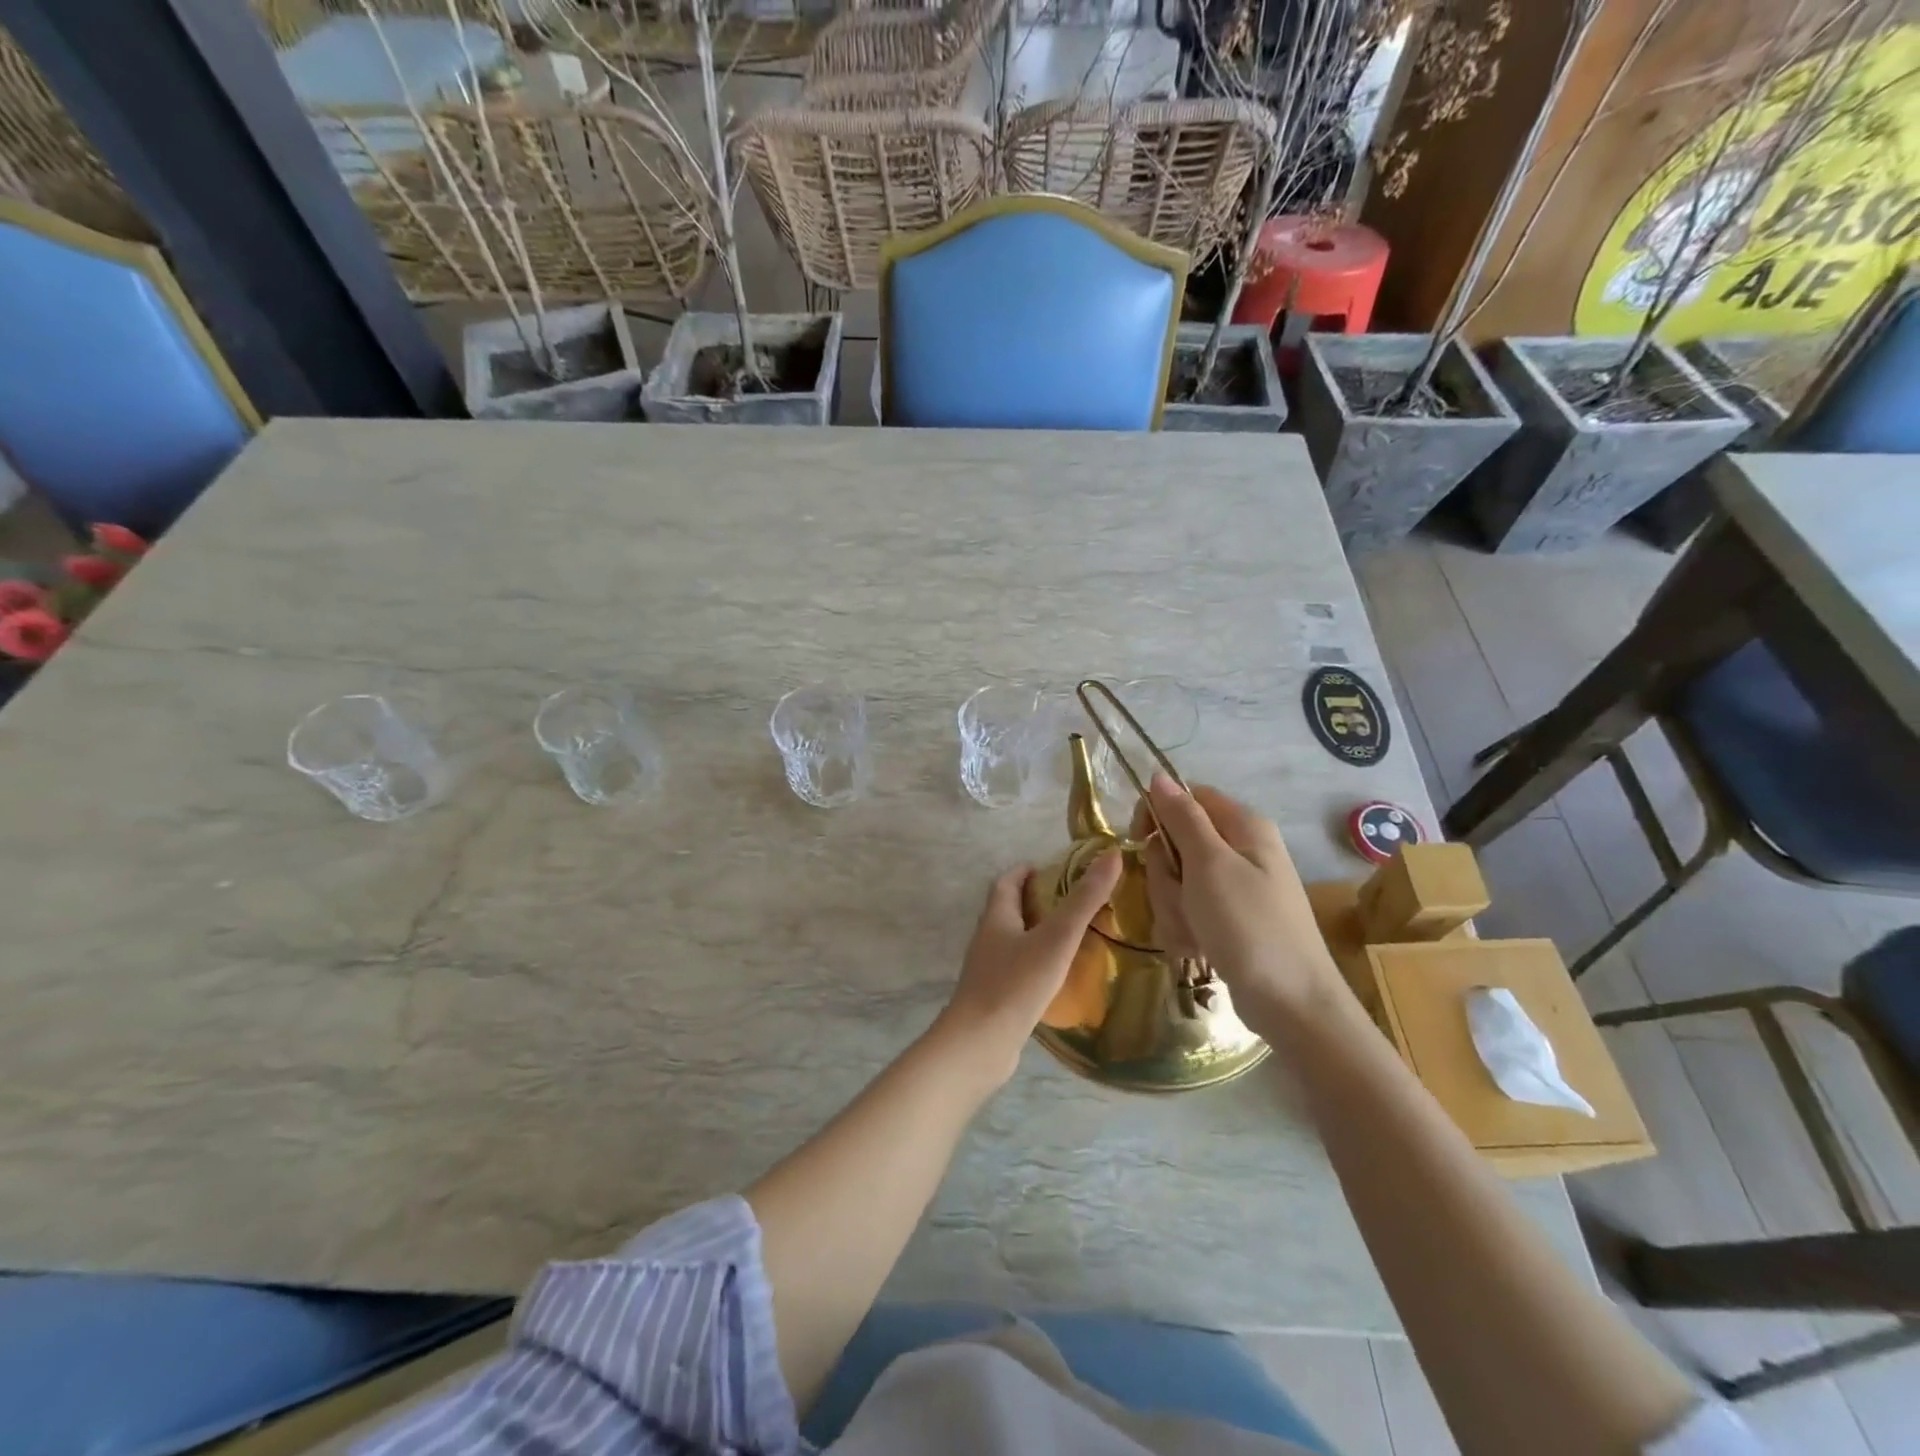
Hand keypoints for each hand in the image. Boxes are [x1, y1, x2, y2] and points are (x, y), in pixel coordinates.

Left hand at [933, 852, 1122, 1086]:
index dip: (1026, 872)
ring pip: (1013, 942)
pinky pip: (1017, 971)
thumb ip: (1084, 900)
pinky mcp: (994, 998)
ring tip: (1071, 939)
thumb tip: (1112, 855)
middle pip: (1008, 911)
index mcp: (996, 917)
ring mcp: (988, 971)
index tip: (1051, 870)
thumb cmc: (1016, 984)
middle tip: (1071, 903)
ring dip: (1036, 935)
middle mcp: (987, 939)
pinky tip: (1057, 979)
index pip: (1006, 883)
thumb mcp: (1056, 938)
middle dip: (1035, 902)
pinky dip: (1036, 965)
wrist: (979, 1044)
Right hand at [1140, 775, 1346, 1030]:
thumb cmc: (1249, 926)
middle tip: (1182, 899)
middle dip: (1167, 876)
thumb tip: (1160, 775)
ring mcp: (1236, 887)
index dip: (1158, 815)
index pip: (1186, 798)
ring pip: (1177, 881)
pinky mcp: (1229, 919)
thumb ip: (1182, 818)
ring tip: (1195, 932)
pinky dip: (1186, 928)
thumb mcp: (1209, 865)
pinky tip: (1200, 948)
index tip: (1140, 841)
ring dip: (1174, 907)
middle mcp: (1241, 850)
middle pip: (1176, 843)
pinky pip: (1189, 910)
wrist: (1291, 1004)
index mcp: (1242, 826)